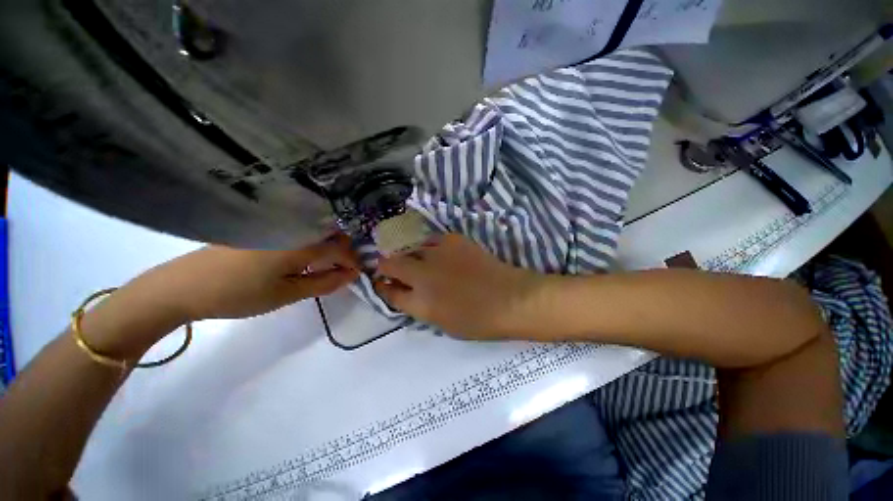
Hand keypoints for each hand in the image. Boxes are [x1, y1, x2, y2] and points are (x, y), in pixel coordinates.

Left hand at [124, 233, 359, 323]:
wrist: (182, 286)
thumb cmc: (238, 294)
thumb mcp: (287, 294)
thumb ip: (324, 283)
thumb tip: (351, 275)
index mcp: (299, 244)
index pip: (340, 248)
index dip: (354, 260)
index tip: (359, 272)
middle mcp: (291, 228)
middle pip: (331, 234)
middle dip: (344, 250)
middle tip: (345, 268)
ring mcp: (275, 225)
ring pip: (315, 231)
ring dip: (328, 246)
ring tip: (328, 264)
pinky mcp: (262, 227)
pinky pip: (298, 230)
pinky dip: (310, 243)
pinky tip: (304, 257)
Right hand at [374, 234, 542, 338]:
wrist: (509, 298)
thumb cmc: (478, 320)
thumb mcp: (442, 323)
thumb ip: (419, 306)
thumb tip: (406, 292)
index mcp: (419, 302)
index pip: (389, 292)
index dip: (383, 287)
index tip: (383, 284)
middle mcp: (422, 274)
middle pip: (390, 263)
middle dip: (388, 267)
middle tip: (396, 270)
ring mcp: (437, 254)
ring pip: (411, 248)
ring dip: (411, 256)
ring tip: (422, 262)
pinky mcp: (453, 240)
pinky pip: (431, 240)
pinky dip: (430, 248)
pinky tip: (441, 254)